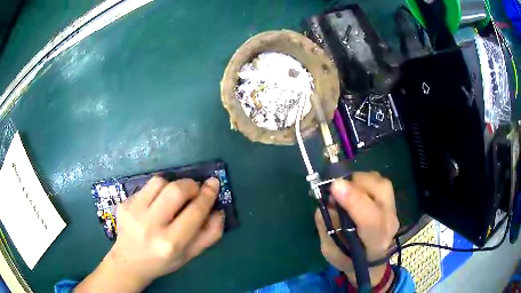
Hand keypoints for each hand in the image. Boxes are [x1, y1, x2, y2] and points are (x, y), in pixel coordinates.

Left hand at [75, 177, 223, 292]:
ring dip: (172, 184)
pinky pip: (146, 186)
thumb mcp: (190, 255)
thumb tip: (218, 210)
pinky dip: (157, 190)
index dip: (207, 195)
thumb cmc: (163, 261)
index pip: (194, 212)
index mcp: (170, 243)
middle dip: (191, 185)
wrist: (129, 261)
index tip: (213, 183)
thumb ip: (209, 234)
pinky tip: (155, 203)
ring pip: (159, 181)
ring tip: (173, 196)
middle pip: (176, 190)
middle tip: (194, 190)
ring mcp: (133, 212)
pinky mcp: (124, 203)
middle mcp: (150, 226)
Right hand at [314, 172, 398, 286]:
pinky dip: (362, 180)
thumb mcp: (330, 251)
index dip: (354, 201)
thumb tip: (325, 201)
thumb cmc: (349, 259)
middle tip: (334, 191)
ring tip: (343, 191)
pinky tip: (353, 189)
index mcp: (375, 241)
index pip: (370, 219)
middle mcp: (389, 221)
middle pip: (379, 191)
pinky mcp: (390, 198)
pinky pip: (377, 179)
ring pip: (378, 181)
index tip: (335, 187)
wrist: (371, 259)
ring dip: (357, 180)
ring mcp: (392, 207)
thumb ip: (327, 228)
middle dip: (354, 184)